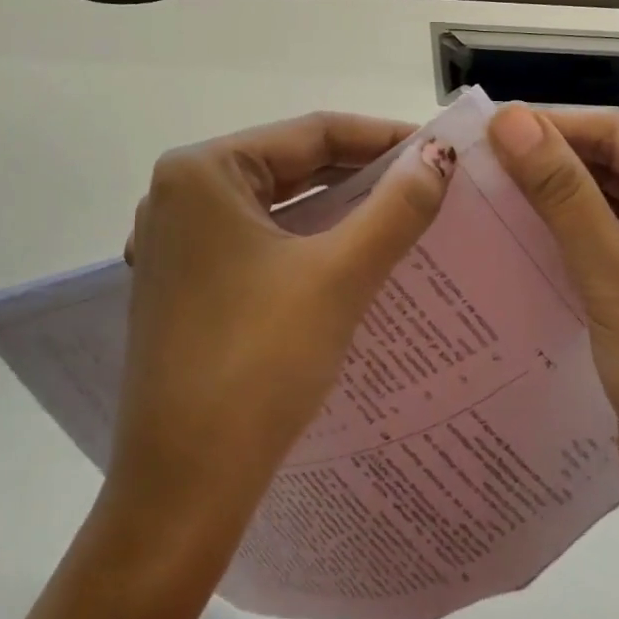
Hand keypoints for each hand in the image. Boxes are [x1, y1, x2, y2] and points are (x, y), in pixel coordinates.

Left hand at [109, 112, 454, 552]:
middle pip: (292, 165)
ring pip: (277, 206)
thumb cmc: (258, 365)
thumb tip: (439, 156)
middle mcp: (179, 194)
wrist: (183, 486)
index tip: (441, 151)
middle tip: (431, 183)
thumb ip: (395, 208)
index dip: (383, 137)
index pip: (312, 131)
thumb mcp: (338, 276)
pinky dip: (308, 241)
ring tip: (404, 214)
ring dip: (338, 209)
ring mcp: (177, 241)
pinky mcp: (185, 282)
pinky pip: (259, 241)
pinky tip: (352, 255)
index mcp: (202, 171)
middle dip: (363, 174)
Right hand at [487, 104, 618, 534]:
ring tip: (478, 197)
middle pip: (612, 171)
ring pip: (604, 211)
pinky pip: (604, 251)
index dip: (550, 128)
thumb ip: (561, 190)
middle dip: (546, 169)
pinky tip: (509, 243)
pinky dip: (562, 245)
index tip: (481, 129)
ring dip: (549, 207)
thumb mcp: (612, 272)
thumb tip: (510, 118)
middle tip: (470, 167)